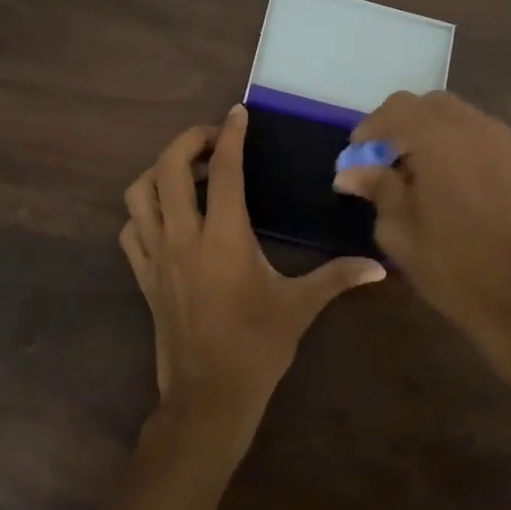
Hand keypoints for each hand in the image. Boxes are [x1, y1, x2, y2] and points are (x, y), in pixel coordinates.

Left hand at [121, 105, 385, 448]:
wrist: (208, 396)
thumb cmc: (257, 347)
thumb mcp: (301, 307)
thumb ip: (338, 278)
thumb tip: (379, 267)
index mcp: (224, 237)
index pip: (226, 171)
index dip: (231, 135)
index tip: (237, 113)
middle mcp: (184, 237)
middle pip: (169, 169)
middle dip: (188, 141)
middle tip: (213, 139)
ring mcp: (157, 256)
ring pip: (139, 194)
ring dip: (159, 171)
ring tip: (187, 173)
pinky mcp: (144, 276)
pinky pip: (131, 230)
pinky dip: (143, 211)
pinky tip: (166, 216)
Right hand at [332, 92, 510, 377]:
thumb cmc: (451, 265)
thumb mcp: (399, 230)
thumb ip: (377, 188)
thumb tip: (350, 171)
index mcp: (440, 139)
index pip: (397, 109)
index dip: (371, 128)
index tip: (355, 156)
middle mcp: (473, 127)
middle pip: (427, 104)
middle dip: (399, 124)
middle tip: (380, 159)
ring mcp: (499, 141)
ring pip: (453, 115)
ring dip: (425, 131)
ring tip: (408, 170)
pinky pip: (473, 132)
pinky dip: (450, 141)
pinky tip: (439, 177)